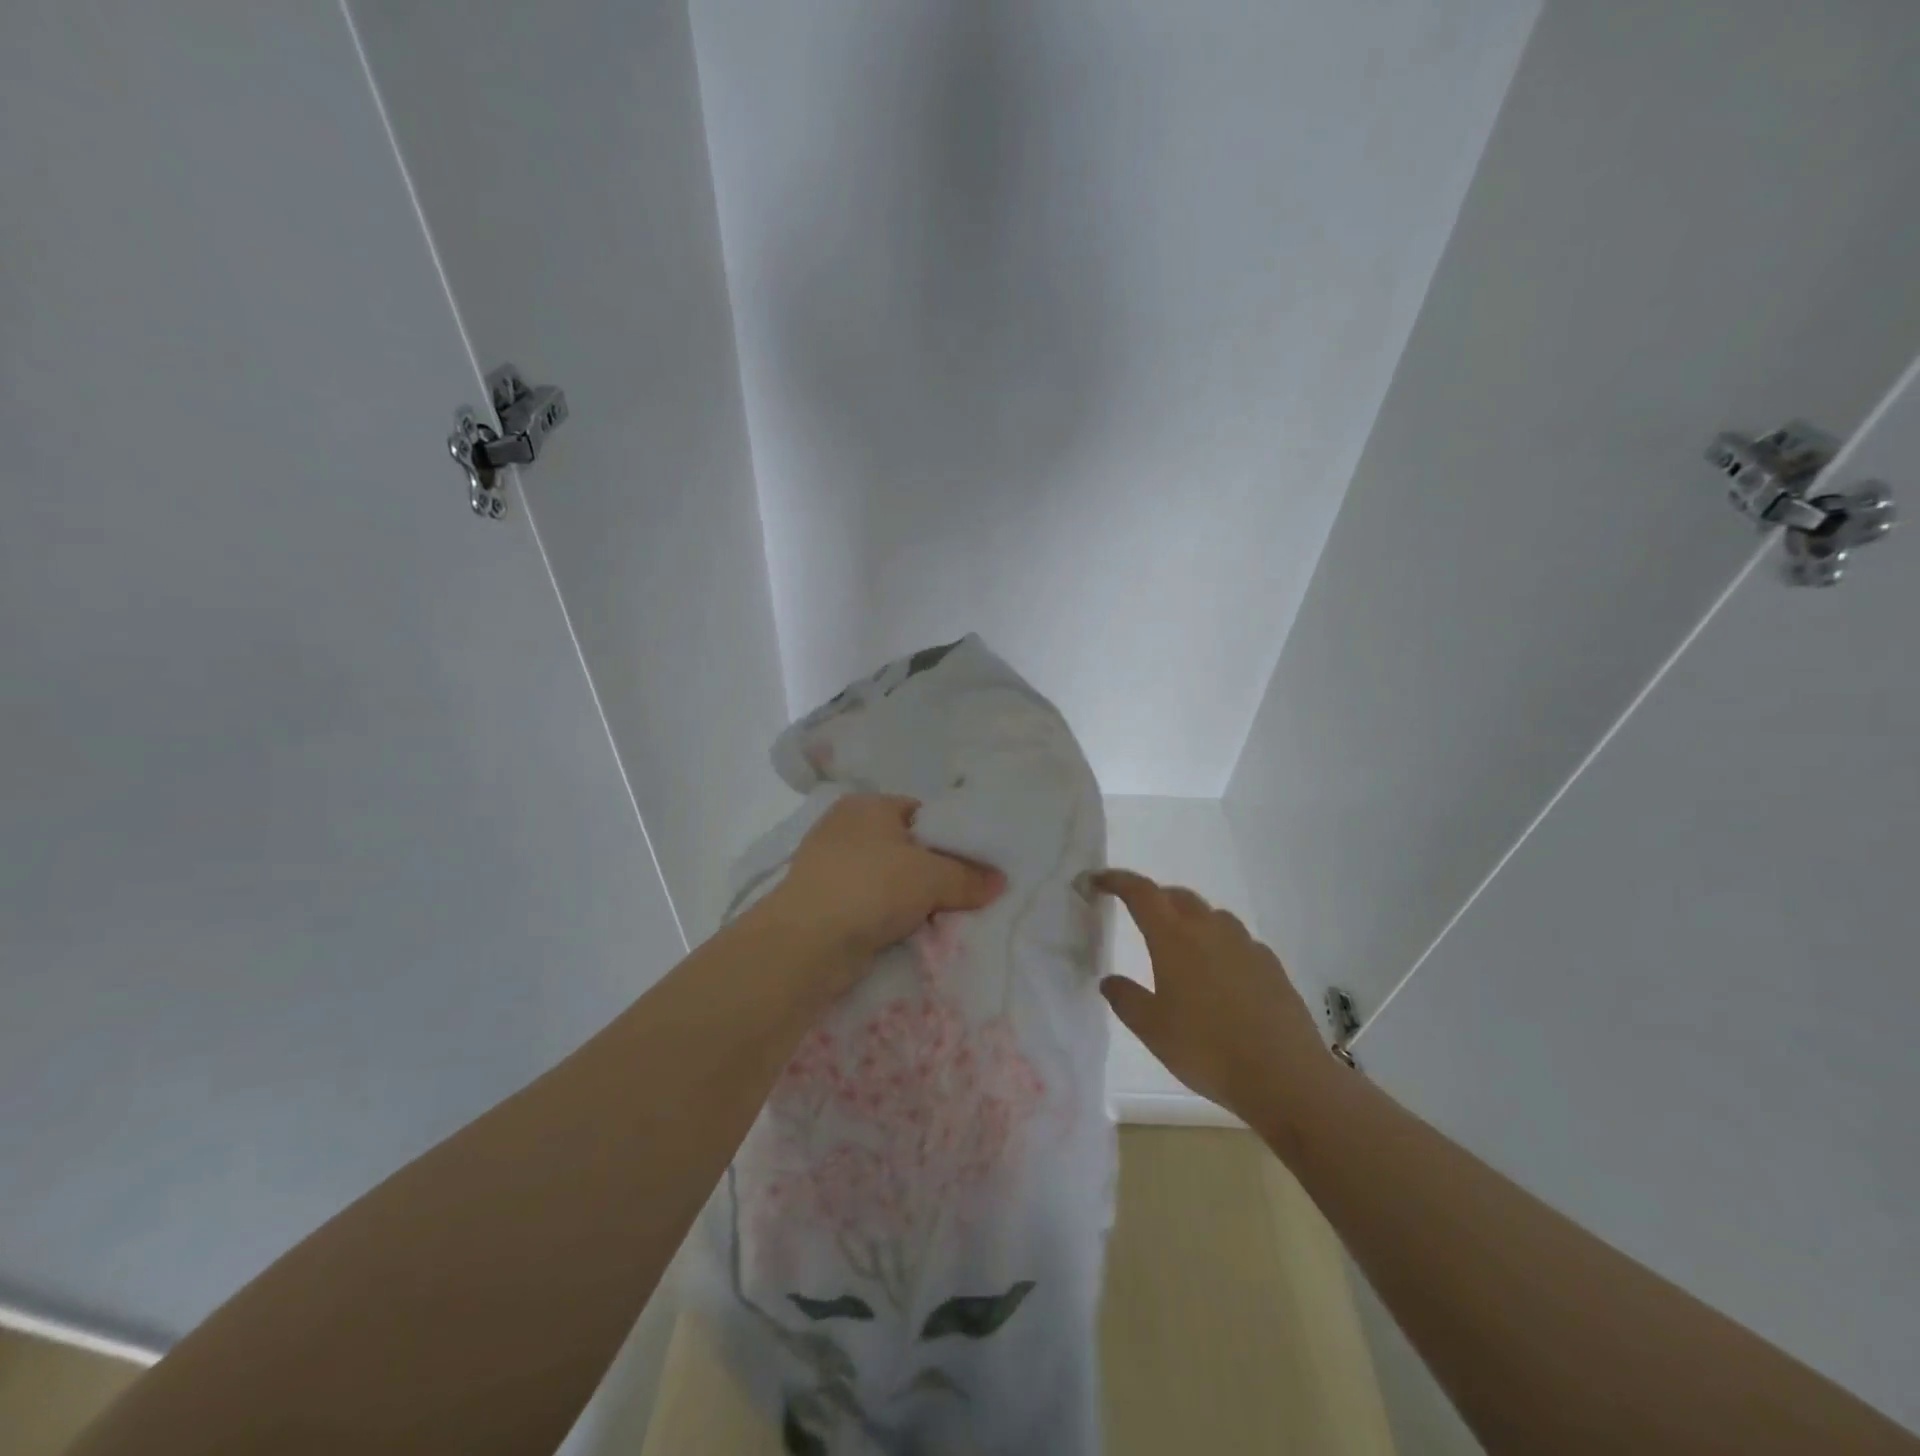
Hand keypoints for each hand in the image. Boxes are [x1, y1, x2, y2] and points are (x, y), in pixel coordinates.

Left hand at [764, 794, 1005, 976]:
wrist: (807, 942)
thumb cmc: (871, 887)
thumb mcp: (931, 877)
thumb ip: (968, 877)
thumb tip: (1000, 882)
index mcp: (867, 805)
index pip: (920, 812)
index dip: (949, 837)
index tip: (973, 864)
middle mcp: (844, 828)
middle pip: (904, 847)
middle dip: (932, 871)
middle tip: (964, 892)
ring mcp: (829, 866)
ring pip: (887, 878)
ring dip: (910, 898)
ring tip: (941, 916)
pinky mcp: (823, 901)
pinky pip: (869, 903)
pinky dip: (888, 916)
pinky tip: (909, 932)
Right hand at [1095, 870, 1331, 1127]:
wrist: (1286, 1077)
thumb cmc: (1207, 1050)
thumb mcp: (1152, 1029)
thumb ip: (1126, 999)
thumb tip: (1109, 980)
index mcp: (1174, 938)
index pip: (1141, 892)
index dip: (1117, 880)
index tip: (1098, 880)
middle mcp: (1210, 929)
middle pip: (1177, 896)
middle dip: (1154, 897)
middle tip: (1138, 913)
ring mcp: (1245, 945)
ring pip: (1211, 915)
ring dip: (1189, 918)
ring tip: (1180, 944)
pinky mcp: (1271, 965)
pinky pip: (1238, 941)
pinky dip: (1220, 944)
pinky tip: (1220, 974)